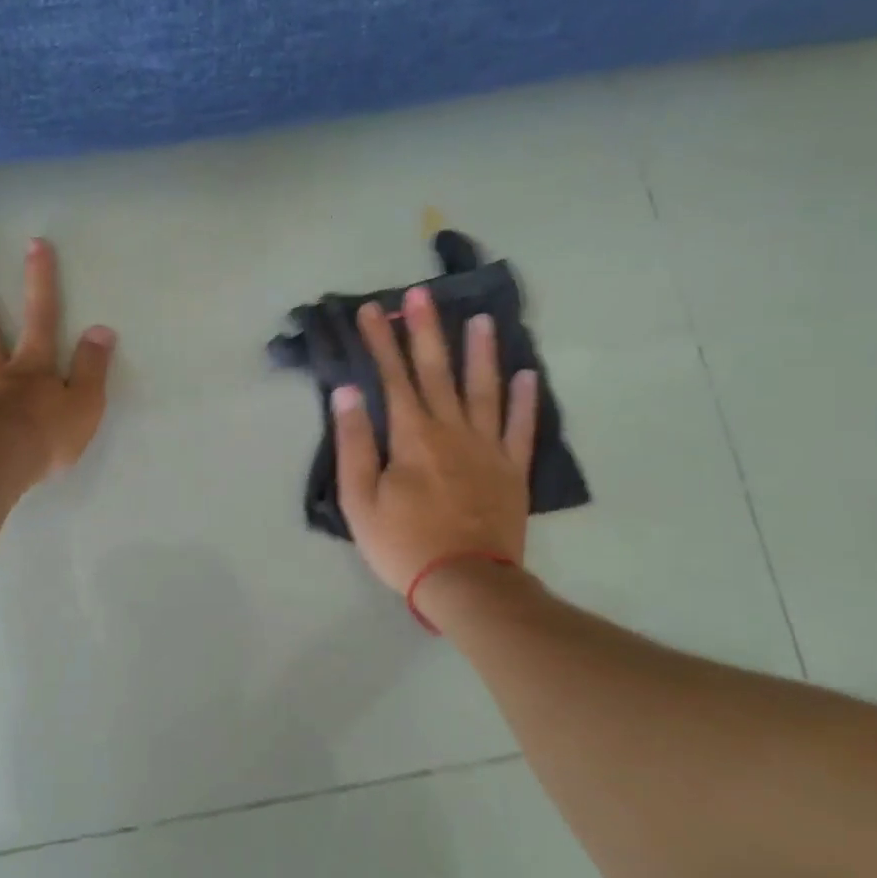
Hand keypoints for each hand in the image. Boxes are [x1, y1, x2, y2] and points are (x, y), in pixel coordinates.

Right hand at [334, 285, 538, 593]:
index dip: (380, 341)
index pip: (392, 377)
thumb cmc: (403, 543)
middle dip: (425, 330)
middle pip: (437, 371)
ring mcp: (488, 447)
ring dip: (480, 352)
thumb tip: (348, 392)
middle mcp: (452, 430)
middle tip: (420, 295)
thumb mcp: (360, 499)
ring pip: (484, 389)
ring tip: (480, 319)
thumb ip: (355, 442)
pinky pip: (521, 426)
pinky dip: (526, 399)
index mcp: (412, 436)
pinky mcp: (512, 469)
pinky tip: (528, 374)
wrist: (465, 582)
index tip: (371, 310)